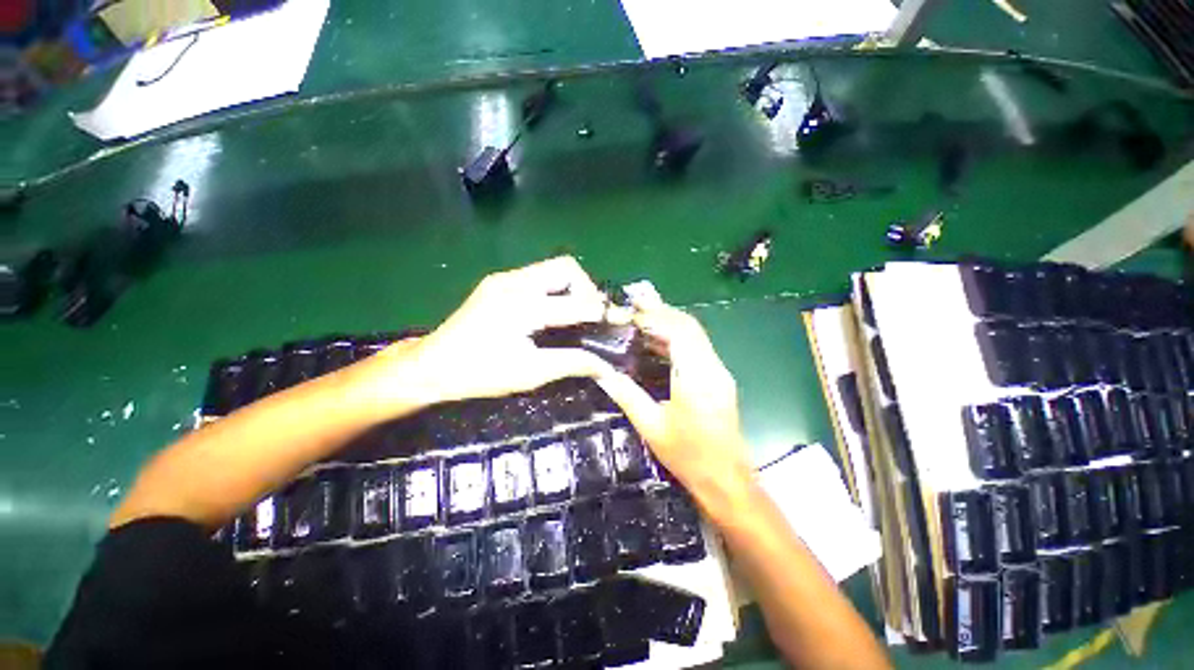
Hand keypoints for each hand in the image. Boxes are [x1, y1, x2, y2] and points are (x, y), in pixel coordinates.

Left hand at [374, 256, 614, 406]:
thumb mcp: (530, 373)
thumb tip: (606, 366)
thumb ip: (572, 363)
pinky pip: (537, 276)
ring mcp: (505, 279)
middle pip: (566, 268)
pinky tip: (552, 311)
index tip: (619, 321)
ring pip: (552, 269)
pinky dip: (554, 289)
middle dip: (587, 289)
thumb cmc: (479, 373)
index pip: (576, 304)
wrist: (431, 366)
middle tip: (591, 316)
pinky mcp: (498, 283)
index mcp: (522, 306)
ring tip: (576, 314)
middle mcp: (515, 283)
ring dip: (571, 287)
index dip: (602, 313)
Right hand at [596, 298, 754, 509]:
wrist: (726, 479)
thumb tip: (603, 374)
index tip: (631, 313)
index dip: (655, 317)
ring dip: (670, 322)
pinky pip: (698, 347)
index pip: (679, 331)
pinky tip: (657, 341)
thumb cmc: (688, 457)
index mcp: (697, 378)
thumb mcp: (651, 427)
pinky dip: (677, 337)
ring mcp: (719, 372)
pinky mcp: (719, 378)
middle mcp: (713, 368)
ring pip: (696, 334)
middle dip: (662, 312)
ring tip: (642, 318)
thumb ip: (627, 395)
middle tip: (635, 306)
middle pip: (690, 326)